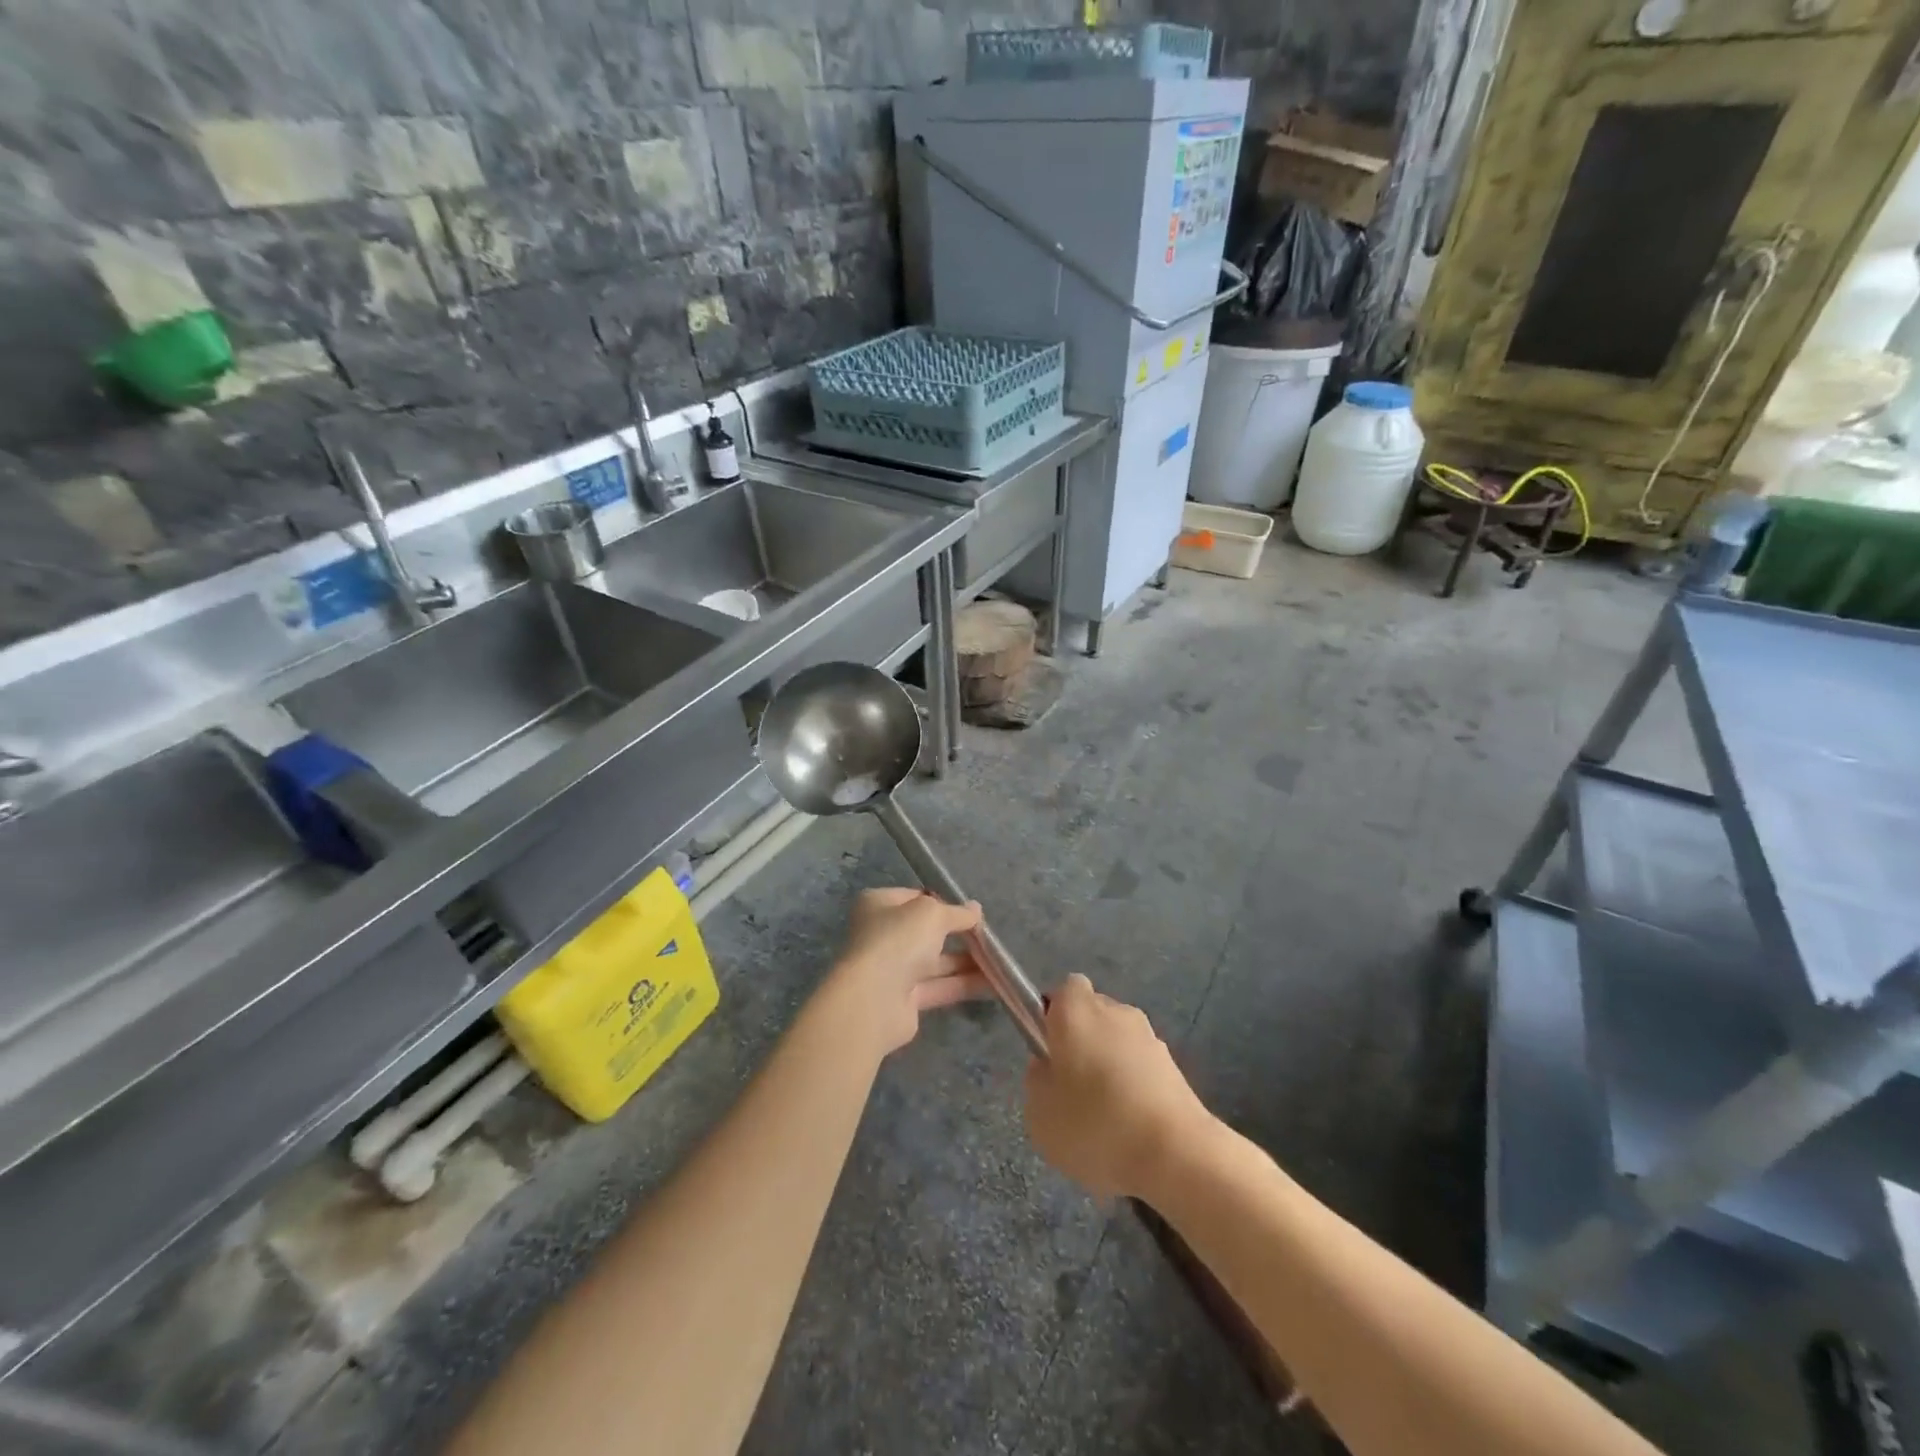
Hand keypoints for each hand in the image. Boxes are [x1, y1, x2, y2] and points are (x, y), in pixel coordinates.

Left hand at [825, 888, 987, 1055]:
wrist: (874, 999)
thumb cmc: (898, 940)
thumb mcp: (932, 914)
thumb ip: (957, 912)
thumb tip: (976, 910)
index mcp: (879, 905)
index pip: (915, 897)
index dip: (943, 902)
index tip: (970, 910)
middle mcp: (882, 935)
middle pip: (926, 931)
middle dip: (957, 933)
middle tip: (988, 935)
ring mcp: (892, 969)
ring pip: (935, 962)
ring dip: (966, 961)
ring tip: (1000, 960)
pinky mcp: (905, 1000)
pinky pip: (939, 987)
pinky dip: (964, 984)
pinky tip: (994, 984)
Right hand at [1024, 975, 1209, 1199]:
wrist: (1176, 1154)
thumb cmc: (1095, 1124)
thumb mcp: (1039, 1112)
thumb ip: (1037, 1080)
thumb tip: (1048, 1066)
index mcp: (1076, 1011)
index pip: (1064, 990)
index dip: (1054, 1016)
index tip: (1049, 1050)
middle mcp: (1115, 1011)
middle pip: (1092, 1014)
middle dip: (1082, 1042)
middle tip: (1071, 1087)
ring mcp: (1149, 1036)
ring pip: (1118, 1042)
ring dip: (1110, 1066)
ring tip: (1104, 1117)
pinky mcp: (1174, 1066)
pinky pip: (1141, 1068)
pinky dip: (1134, 1087)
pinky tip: (1131, 1129)